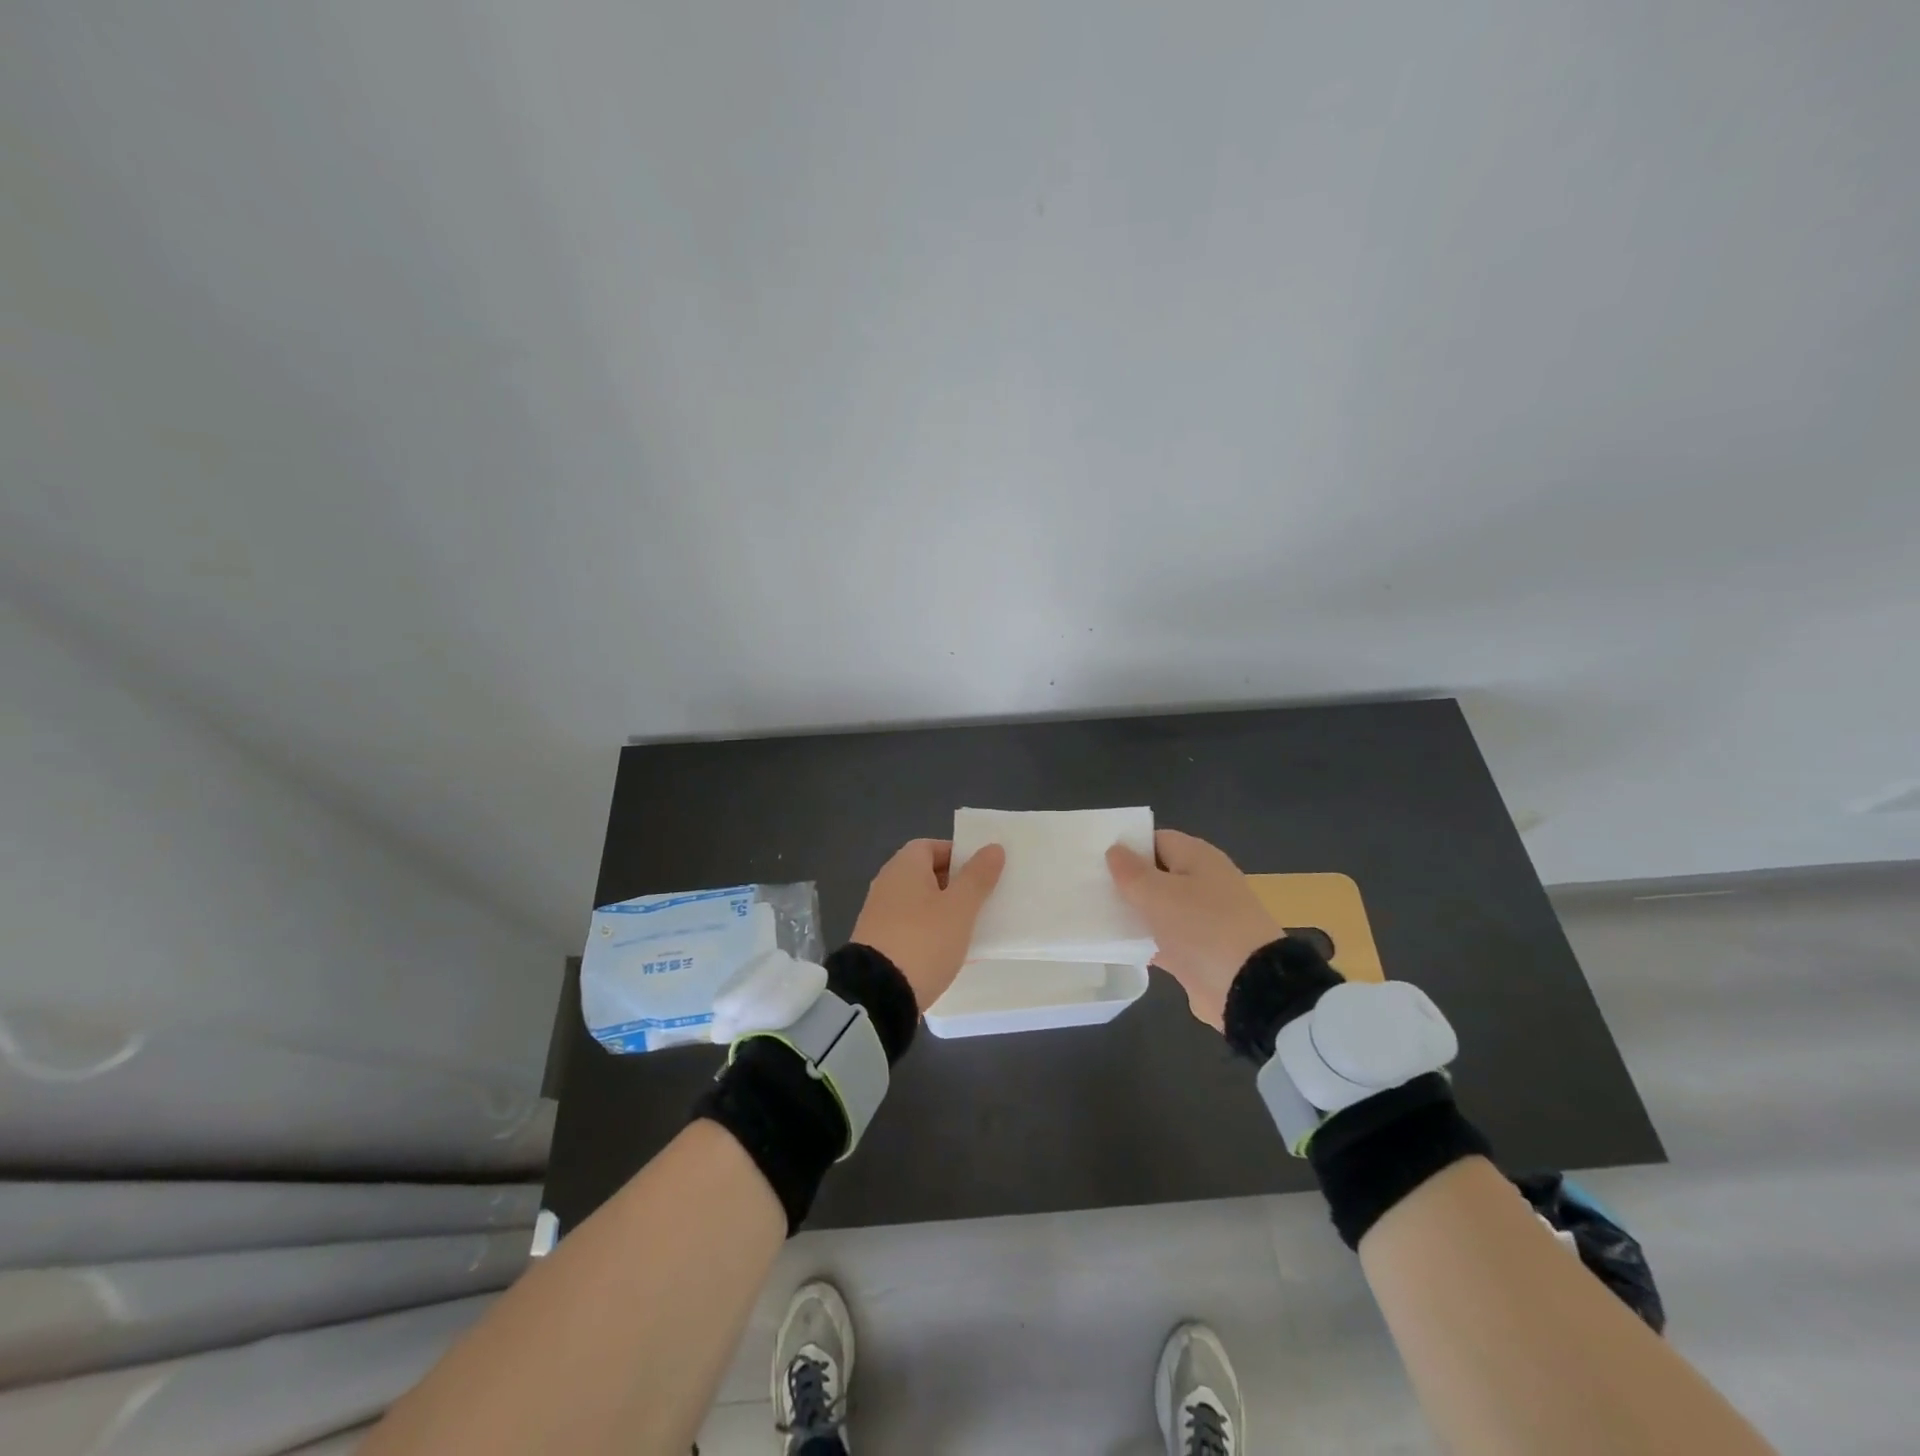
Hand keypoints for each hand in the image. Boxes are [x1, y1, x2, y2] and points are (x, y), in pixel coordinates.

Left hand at [851, 838, 1005, 1011]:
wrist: (878, 994)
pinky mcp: (879, 943)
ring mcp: (880, 915)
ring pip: (921, 904)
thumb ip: (977, 877)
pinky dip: (932, 934)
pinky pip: (913, 929)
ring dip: (945, 912)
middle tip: (984, 899)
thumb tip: (993, 848)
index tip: (982, 872)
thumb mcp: (959, 908)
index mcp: (904, 867)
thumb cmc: (923, 940)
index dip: (958, 855)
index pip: (931, 847)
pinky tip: (952, 952)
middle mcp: (887, 884)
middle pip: (926, 875)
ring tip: (974, 927)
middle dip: (956, 885)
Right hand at [1106, 829, 1280, 1029]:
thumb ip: (1131, 872)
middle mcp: (1203, 883)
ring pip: (1159, 909)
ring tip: (1093, 914)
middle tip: (1088, 886)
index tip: (1096, 858)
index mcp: (1198, 859)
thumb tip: (1115, 850)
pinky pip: (1164, 939)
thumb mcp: (1158, 894)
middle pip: (1157, 875)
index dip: (1128, 846)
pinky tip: (1115, 945)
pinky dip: (1144, 941)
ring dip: (1132, 913)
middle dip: (1126, 881)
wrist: (1249, 989)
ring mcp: (1203, 920)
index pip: (1157, 840)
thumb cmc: (1202, 928)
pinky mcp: (1198, 953)